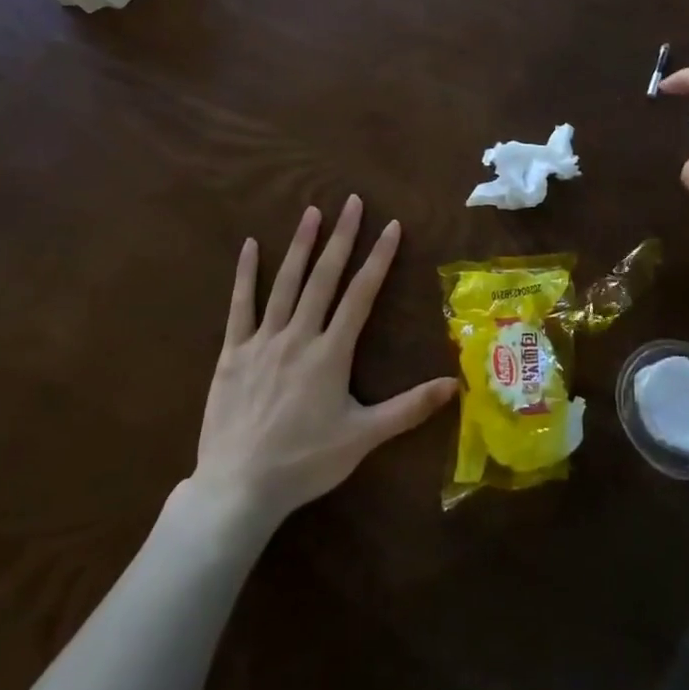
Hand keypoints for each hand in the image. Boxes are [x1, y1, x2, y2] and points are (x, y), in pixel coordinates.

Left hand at [192, 196, 456, 529]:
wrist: (240, 487)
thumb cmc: (305, 462)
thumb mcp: (363, 438)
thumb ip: (409, 408)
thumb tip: (455, 384)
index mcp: (331, 352)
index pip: (361, 294)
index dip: (378, 258)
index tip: (391, 226)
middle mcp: (299, 335)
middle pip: (324, 277)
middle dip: (341, 237)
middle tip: (352, 202)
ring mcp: (263, 340)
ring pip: (286, 282)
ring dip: (301, 245)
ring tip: (312, 210)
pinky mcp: (233, 352)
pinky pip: (240, 306)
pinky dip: (246, 274)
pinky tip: (251, 245)